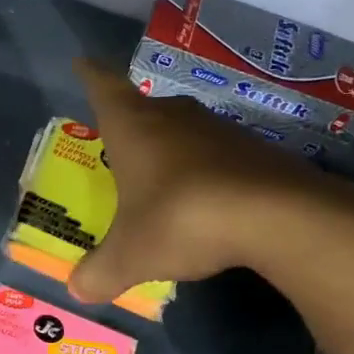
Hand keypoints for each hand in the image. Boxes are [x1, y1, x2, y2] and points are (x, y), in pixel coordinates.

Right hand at [69, 58, 353, 304]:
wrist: (276, 216)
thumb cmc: (180, 218)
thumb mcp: (131, 255)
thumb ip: (101, 272)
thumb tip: (77, 290)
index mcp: (133, 126)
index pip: (103, 86)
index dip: (90, 74)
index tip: (83, 63)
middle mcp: (172, 116)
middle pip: (145, 107)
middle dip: (131, 121)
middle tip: (119, 142)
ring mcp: (218, 129)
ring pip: (184, 129)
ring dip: (171, 147)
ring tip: (161, 177)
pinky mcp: (255, 149)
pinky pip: (217, 154)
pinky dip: (205, 170)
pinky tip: (205, 199)